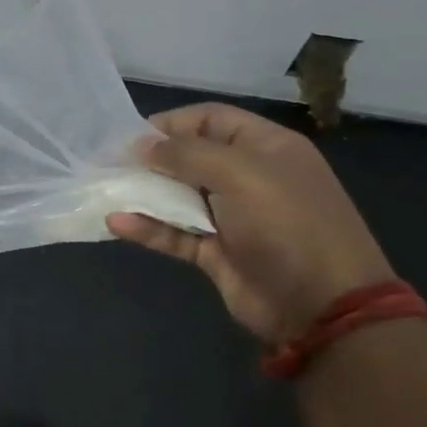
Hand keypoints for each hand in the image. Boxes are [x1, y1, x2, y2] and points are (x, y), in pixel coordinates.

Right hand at [107, 103, 393, 343]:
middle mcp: (247, 177)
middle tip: (108, 164)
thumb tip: (141, 144)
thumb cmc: (287, 224)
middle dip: (149, 159)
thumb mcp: (240, 174)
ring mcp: (230, 217)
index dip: (172, 123)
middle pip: (189, 157)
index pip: (211, 119)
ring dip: (142, 193)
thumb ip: (187, 154)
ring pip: (176, 196)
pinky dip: (146, 227)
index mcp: (265, 148)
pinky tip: (117, 223)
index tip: (131, 136)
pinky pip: (173, 233)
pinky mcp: (214, 251)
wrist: (321, 306)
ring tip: (105, 191)